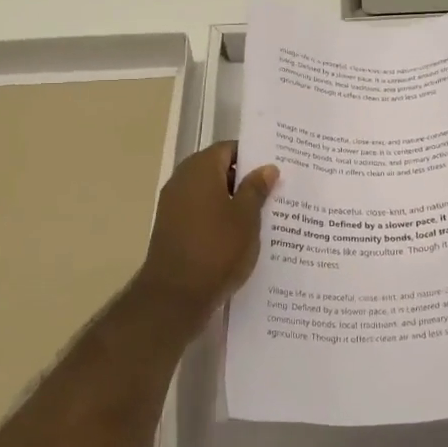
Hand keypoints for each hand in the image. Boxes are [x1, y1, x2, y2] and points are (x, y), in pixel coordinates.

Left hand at [136, 141, 278, 316]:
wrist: (174, 297)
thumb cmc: (216, 249)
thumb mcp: (246, 217)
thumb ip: (256, 188)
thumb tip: (267, 167)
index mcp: (200, 169)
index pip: (229, 149)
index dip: (253, 156)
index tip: (275, 168)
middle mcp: (182, 181)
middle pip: (218, 170)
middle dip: (245, 180)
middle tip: (275, 190)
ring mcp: (173, 206)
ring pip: (210, 194)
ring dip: (232, 201)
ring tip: (263, 215)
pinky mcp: (172, 229)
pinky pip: (200, 213)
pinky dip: (219, 218)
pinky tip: (240, 235)